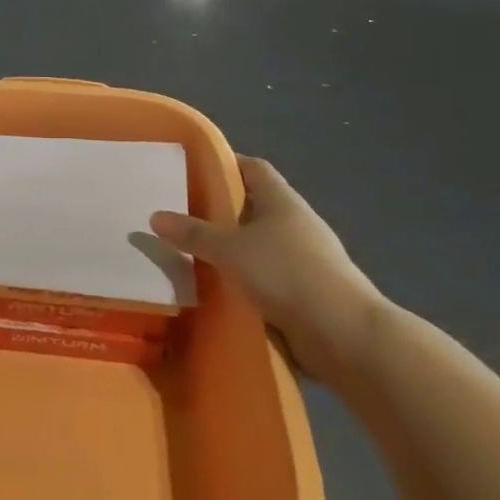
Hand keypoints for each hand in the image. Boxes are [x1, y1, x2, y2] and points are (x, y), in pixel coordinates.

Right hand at [151, 156, 386, 387]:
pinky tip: (218, 289)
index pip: (253, 168)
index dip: (225, 164)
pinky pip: (266, 277)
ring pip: (258, 244)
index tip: (192, 170)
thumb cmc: (287, 274)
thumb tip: (155, 216)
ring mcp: (304, 259)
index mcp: (282, 200)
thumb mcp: (231, 250)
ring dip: (231, 249)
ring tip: (191, 253)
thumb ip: (193, 233)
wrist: (344, 335)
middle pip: (253, 206)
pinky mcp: (305, 292)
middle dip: (220, 210)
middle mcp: (295, 223)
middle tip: (180, 214)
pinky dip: (243, 279)